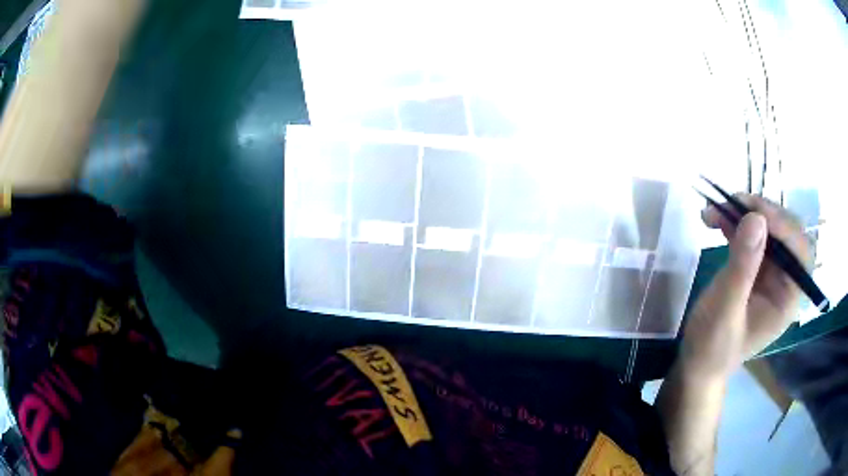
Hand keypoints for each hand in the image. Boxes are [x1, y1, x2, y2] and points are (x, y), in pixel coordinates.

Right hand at [679, 194, 810, 379]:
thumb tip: (756, 218)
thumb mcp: (725, 309)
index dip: (783, 227)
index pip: (799, 252)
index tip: (754, 213)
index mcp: (787, 298)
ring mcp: (770, 272)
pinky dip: (734, 222)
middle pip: (786, 232)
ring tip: (715, 210)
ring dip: (743, 213)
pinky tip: (715, 219)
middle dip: (761, 213)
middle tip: (733, 203)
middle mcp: (784, 280)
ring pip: (767, 228)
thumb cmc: (712, 346)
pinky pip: (751, 234)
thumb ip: (743, 266)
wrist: (697, 363)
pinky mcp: (755, 266)